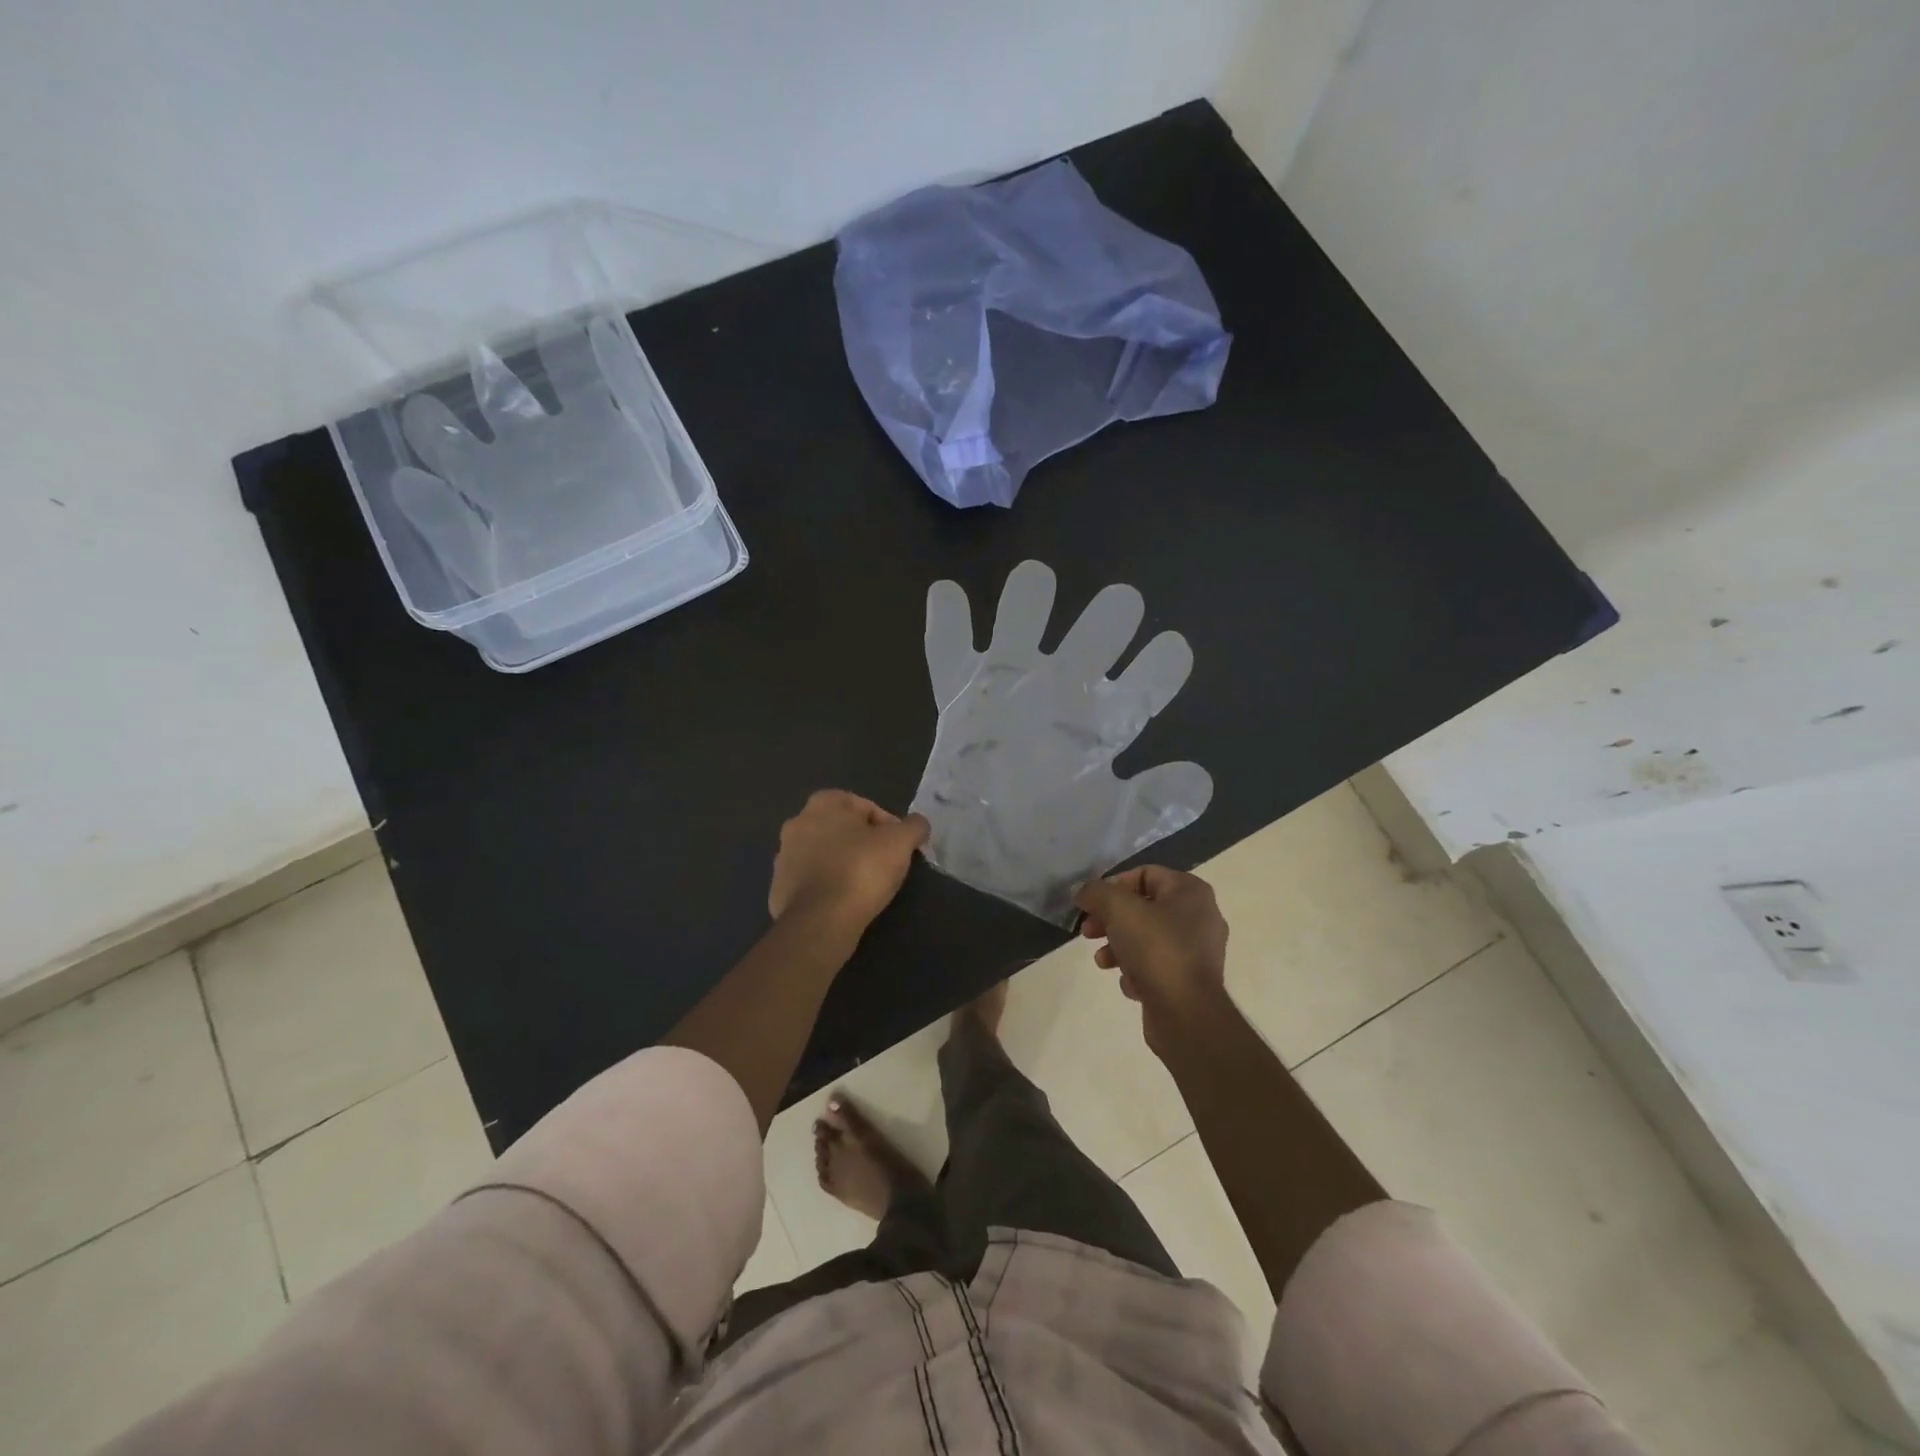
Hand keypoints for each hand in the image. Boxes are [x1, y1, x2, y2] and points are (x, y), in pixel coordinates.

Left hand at [769, 790, 929, 931]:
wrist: (819, 921)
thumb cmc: (861, 870)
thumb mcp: (901, 842)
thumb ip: (914, 826)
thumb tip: (917, 824)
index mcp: (823, 804)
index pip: (864, 806)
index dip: (888, 825)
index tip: (900, 847)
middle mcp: (797, 823)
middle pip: (841, 829)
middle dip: (862, 842)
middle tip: (884, 863)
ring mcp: (783, 856)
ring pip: (823, 854)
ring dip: (842, 863)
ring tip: (865, 886)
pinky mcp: (778, 888)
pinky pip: (811, 880)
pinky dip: (827, 886)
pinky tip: (844, 901)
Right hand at [1074, 867, 1228, 1053]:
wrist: (1186, 1014)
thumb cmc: (1156, 949)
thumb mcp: (1119, 909)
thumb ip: (1096, 893)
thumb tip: (1082, 891)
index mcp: (1191, 892)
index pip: (1145, 874)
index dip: (1113, 885)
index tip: (1091, 903)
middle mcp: (1200, 917)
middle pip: (1143, 907)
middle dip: (1110, 919)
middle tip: (1088, 931)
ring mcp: (1197, 951)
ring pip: (1146, 938)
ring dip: (1118, 946)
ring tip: (1102, 960)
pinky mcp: (1189, 980)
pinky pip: (1156, 966)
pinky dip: (1137, 971)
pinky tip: (1130, 983)